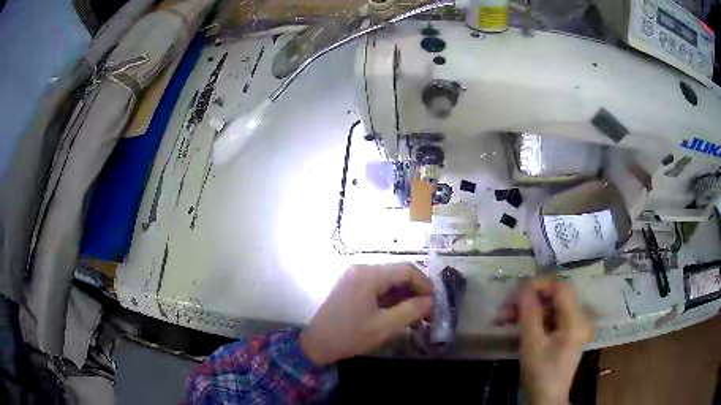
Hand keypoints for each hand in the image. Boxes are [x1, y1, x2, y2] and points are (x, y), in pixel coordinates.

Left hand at [300, 263, 433, 365]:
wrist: (315, 344)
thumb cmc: (349, 336)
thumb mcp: (385, 326)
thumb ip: (411, 310)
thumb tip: (430, 301)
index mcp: (369, 275)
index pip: (407, 270)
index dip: (425, 284)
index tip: (434, 303)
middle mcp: (362, 269)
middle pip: (398, 274)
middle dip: (416, 292)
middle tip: (427, 312)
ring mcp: (355, 276)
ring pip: (389, 281)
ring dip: (404, 296)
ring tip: (416, 316)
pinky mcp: (351, 286)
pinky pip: (378, 287)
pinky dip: (391, 298)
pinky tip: (399, 313)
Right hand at [501, 279, 593, 404]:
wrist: (547, 398)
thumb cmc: (541, 373)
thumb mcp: (532, 345)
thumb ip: (529, 314)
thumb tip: (523, 288)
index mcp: (575, 320)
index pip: (561, 287)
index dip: (540, 285)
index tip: (516, 293)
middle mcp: (578, 318)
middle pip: (555, 296)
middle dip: (529, 299)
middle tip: (505, 308)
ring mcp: (572, 325)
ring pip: (550, 306)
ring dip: (528, 309)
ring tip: (505, 318)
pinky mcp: (566, 333)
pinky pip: (550, 318)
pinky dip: (533, 319)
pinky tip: (516, 326)